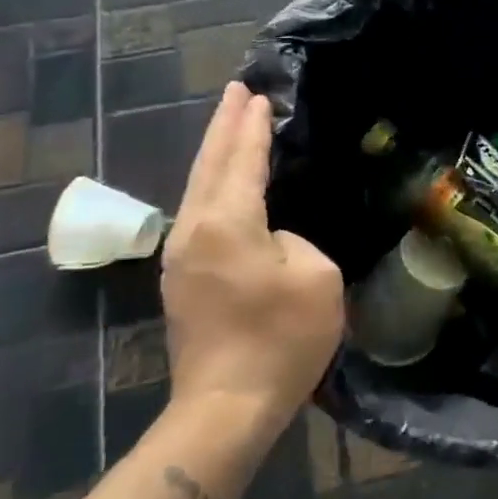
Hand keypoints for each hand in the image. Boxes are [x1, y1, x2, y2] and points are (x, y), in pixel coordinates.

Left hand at [161, 82, 344, 422]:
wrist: (226, 407)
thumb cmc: (280, 340)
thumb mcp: (316, 277)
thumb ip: (294, 239)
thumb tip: (273, 238)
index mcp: (227, 223)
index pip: (243, 160)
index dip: (252, 127)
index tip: (257, 94)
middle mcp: (194, 229)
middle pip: (209, 164)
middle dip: (224, 126)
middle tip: (236, 91)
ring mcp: (181, 256)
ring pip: (197, 188)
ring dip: (214, 153)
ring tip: (228, 125)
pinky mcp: (181, 279)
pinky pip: (198, 212)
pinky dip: (212, 184)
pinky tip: (222, 183)